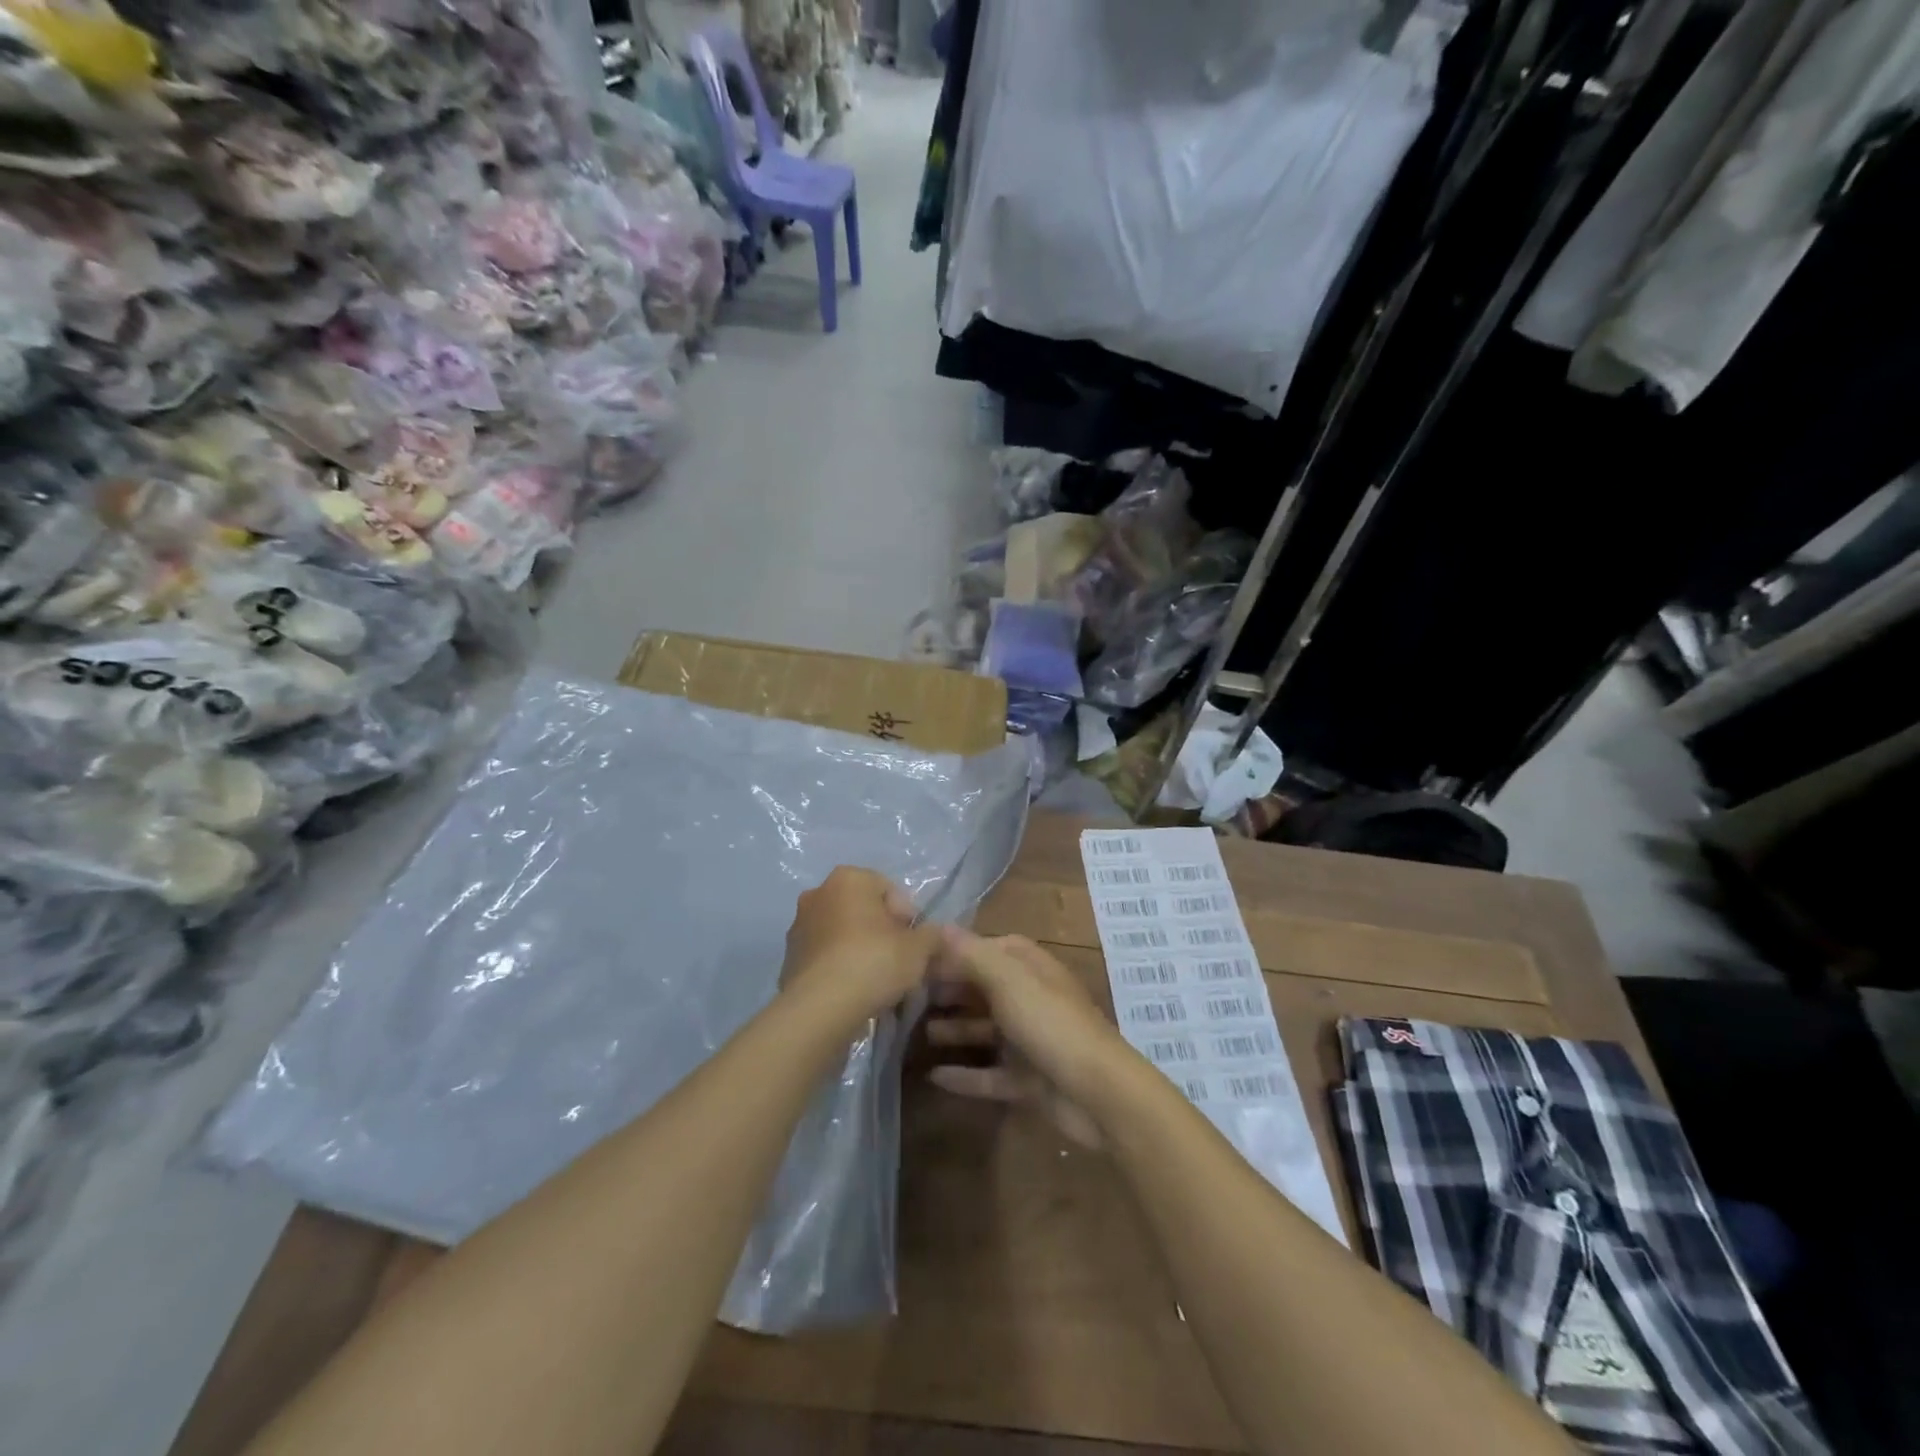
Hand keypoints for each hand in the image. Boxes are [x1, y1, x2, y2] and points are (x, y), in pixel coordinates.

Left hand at [780, 866, 941, 1020]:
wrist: (820, 1008)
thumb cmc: (873, 963)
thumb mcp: (919, 948)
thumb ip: (933, 935)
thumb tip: (936, 935)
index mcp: (849, 879)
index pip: (889, 890)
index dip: (908, 918)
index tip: (915, 945)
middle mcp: (818, 893)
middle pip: (863, 910)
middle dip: (882, 932)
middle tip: (898, 962)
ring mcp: (799, 925)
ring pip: (842, 933)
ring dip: (859, 949)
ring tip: (876, 981)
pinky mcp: (788, 957)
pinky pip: (825, 956)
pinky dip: (839, 967)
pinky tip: (853, 991)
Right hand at [924, 930, 1132, 1143]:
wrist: (1097, 1093)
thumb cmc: (1050, 1023)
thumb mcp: (1008, 980)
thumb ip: (971, 954)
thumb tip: (939, 927)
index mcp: (1029, 967)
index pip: (987, 948)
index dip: (955, 953)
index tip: (918, 960)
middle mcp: (1030, 998)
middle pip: (983, 988)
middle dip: (949, 990)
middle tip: (908, 997)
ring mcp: (1030, 1040)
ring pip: (985, 1030)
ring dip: (954, 1029)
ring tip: (916, 1032)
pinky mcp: (1028, 1079)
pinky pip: (990, 1074)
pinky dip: (965, 1075)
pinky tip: (934, 1077)